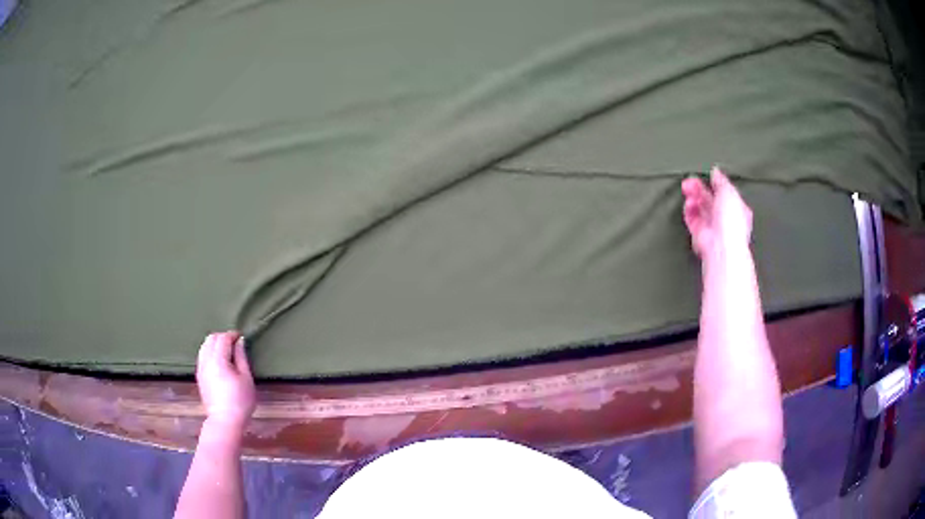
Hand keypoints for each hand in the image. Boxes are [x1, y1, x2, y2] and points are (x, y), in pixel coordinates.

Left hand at [196, 331, 255, 429]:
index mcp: (218, 359)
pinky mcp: (199, 376)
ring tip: (227, 352)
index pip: (223, 338)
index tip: (241, 338)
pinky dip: (210, 352)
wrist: (225, 421)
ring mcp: (200, 368)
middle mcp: (206, 360)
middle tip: (235, 344)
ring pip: (204, 346)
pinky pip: (202, 355)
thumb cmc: (240, 401)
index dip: (232, 335)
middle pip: (211, 339)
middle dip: (222, 337)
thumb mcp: (246, 379)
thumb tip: (240, 341)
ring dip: (215, 344)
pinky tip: (219, 361)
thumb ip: (242, 357)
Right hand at [682, 166, 752, 257]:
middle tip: (690, 180)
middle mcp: (725, 218)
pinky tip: (688, 203)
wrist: (721, 246)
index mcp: (737, 208)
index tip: (707, 175)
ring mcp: (712, 226)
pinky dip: (689, 210)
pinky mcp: (700, 234)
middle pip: (710, 198)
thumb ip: (721, 180)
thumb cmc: (731, 222)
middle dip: (699, 188)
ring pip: (700, 207)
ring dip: (693, 197)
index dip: (716, 182)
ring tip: (687, 189)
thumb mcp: (729, 192)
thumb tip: (716, 172)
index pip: (725, 191)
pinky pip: (693, 219)